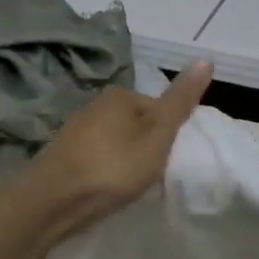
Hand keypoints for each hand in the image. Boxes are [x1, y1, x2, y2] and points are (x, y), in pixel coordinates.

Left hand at [25, 61, 214, 238]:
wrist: (52, 200)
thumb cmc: (113, 166)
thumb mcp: (158, 135)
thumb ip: (180, 101)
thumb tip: (206, 58)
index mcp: (120, 95)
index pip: (157, 107)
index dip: (169, 133)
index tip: (171, 159)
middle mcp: (94, 106)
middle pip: (134, 123)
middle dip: (145, 145)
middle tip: (153, 173)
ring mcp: (75, 131)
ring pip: (113, 140)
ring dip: (123, 158)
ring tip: (131, 183)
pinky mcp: (62, 156)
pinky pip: (96, 157)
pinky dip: (105, 169)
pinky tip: (107, 186)